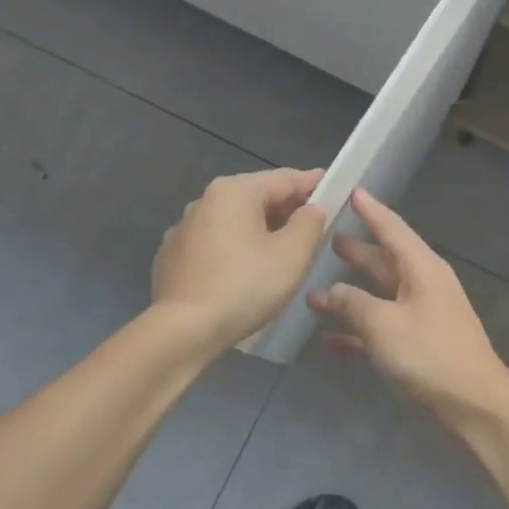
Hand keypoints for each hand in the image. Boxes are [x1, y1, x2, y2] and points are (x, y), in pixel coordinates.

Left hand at [152, 168, 326, 349]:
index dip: (314, 183)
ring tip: (283, 250)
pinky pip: (214, 244)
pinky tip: (246, 271)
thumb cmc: (245, 286)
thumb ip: (309, 224)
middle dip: (286, 209)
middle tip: (314, 225)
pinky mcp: (172, 257)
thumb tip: (313, 208)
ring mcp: (183, 229)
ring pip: (233, 221)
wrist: (184, 330)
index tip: (335, 188)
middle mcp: (204, 201)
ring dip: (260, 230)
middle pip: (256, 197)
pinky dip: (235, 249)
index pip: (284, 178)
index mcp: (234, 191)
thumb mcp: (291, 255)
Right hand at [306, 189, 508, 425]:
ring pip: (380, 296)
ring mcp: (421, 316)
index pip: (392, 228)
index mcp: (422, 269)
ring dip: (350, 294)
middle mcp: (423, 286)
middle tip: (326, 237)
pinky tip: (329, 340)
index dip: (370, 210)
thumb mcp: (384, 324)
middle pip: (384, 260)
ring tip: (316, 289)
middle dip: (357, 250)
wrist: (474, 403)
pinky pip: (381, 329)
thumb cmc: (430, 354)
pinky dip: (357, 331)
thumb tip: (328, 291)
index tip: (351, 190)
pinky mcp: (417, 345)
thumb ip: (352, 303)